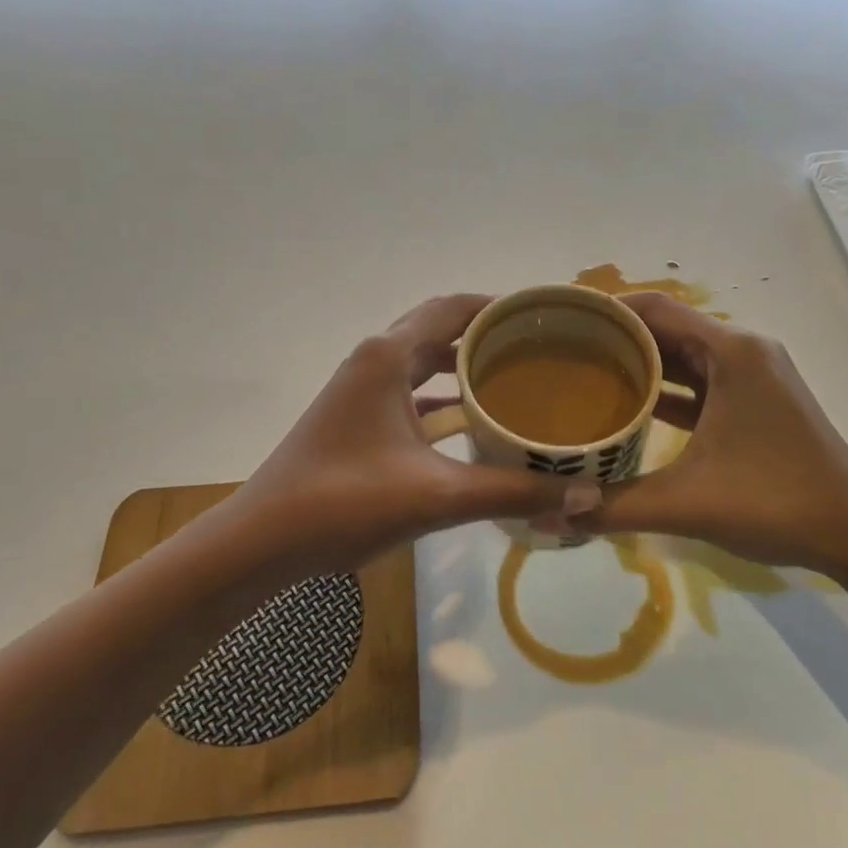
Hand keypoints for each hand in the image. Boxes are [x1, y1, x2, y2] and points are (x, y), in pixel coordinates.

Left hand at [228, 294, 600, 579]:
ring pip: (425, 362)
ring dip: (466, 366)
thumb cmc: (343, 504)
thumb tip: (585, 494)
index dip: (500, 305)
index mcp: (388, 357)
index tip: (545, 314)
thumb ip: (511, 493)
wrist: (262, 541)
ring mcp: (362, 389)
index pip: (453, 308)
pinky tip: (477, 423)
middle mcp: (374, 361)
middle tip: (543, 347)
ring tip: (520, 378)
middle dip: (489, 335)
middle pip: (440, 329)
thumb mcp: (436, 496)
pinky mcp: (358, 418)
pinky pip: (412, 392)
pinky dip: (445, 398)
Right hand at [569, 293, 847, 578]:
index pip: (656, 309)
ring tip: (585, 372)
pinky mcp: (757, 401)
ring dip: (640, 361)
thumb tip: (548, 517)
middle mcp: (744, 351)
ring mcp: (754, 376)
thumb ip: (613, 506)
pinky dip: (666, 386)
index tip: (562, 320)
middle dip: (617, 335)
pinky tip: (629, 405)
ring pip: (684, 354)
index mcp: (732, 353)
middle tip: (562, 349)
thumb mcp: (686, 503)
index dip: (607, 309)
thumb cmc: (775, 504)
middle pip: (668, 327)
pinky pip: (701, 380)